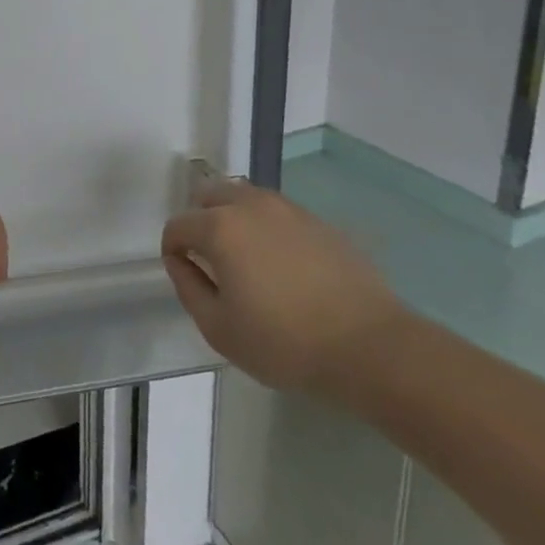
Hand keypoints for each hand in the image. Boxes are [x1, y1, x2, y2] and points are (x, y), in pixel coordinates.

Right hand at [162, 179, 405, 392]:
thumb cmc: (285, 343)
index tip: (183, 273)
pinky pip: (278, 213)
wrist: (372, 348)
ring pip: (245, 198)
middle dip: (200, 221)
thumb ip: (188, 287)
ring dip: (234, 218)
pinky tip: (282, 264)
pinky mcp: (320, 222)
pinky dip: (267, 228)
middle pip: (209, 196)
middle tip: (210, 260)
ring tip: (246, 258)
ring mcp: (289, 210)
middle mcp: (250, 206)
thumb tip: (180, 261)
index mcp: (220, 227)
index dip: (172, 249)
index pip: (178, 225)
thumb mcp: (219, 328)